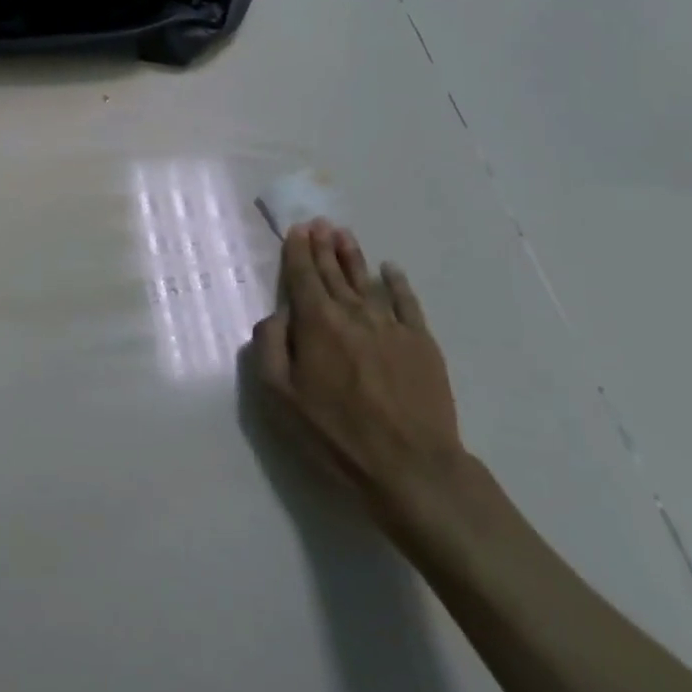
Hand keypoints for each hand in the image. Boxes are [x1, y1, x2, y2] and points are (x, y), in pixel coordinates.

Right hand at [249, 220, 468, 524]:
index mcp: (317, 323)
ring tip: (344, 234)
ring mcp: (391, 326)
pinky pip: (407, 302)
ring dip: (353, 256)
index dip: (298, 252)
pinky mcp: (421, 343)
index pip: (303, 277)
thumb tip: (276, 314)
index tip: (297, 230)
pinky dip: (397, 282)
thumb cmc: (335, 435)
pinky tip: (390, 269)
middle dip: (323, 246)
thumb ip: (269, 347)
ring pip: (367, 281)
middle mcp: (353, 313)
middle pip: (334, 273)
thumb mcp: (280, 398)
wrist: (412, 468)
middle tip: (319, 223)